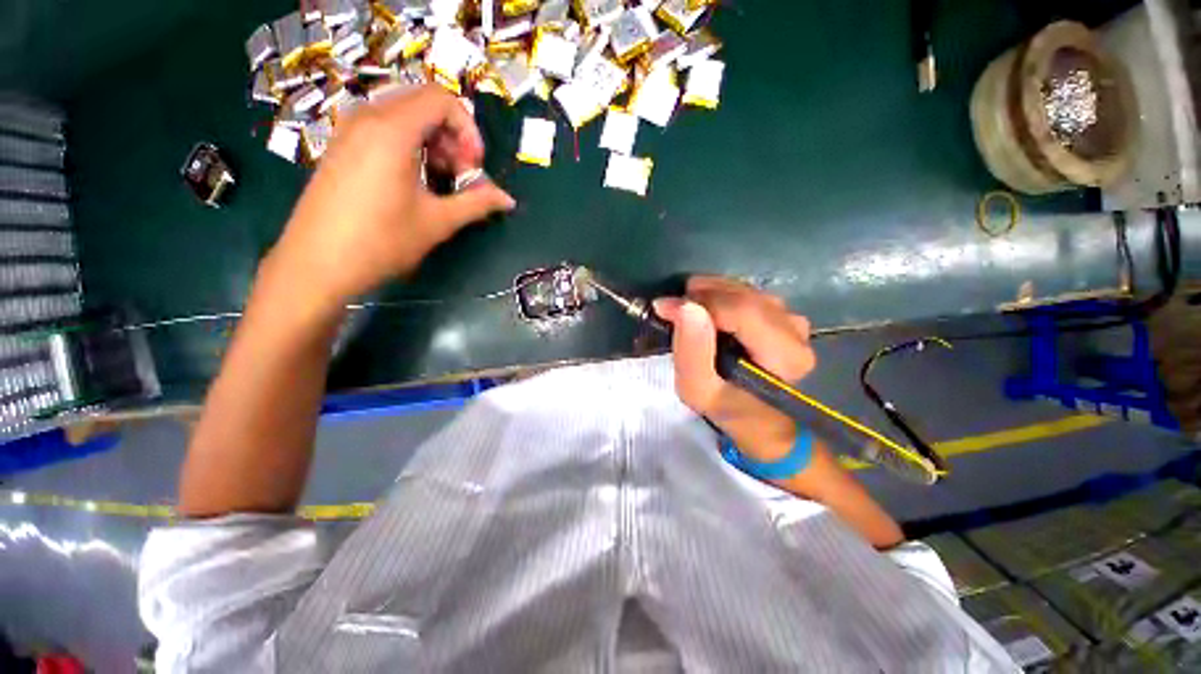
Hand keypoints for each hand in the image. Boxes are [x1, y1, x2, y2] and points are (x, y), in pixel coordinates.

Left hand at [268, 84, 515, 312]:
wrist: (317, 264)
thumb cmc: (381, 241)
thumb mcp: (438, 222)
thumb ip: (477, 203)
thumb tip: (508, 200)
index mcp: (393, 129)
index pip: (442, 100)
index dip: (469, 130)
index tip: (475, 166)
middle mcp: (368, 117)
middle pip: (424, 104)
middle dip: (452, 137)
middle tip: (460, 175)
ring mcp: (349, 130)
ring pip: (404, 115)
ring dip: (432, 142)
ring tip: (439, 180)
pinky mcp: (341, 146)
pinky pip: (384, 128)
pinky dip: (409, 145)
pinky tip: (414, 180)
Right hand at [654, 276, 814, 461]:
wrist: (759, 420)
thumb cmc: (728, 409)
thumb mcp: (698, 391)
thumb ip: (691, 352)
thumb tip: (685, 305)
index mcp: (784, 355)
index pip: (740, 311)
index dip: (699, 303)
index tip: (664, 308)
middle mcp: (796, 331)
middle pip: (743, 296)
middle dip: (701, 296)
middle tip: (673, 309)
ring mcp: (793, 320)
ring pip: (745, 291)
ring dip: (710, 294)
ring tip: (687, 310)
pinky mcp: (784, 316)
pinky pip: (748, 294)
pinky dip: (721, 296)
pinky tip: (707, 310)